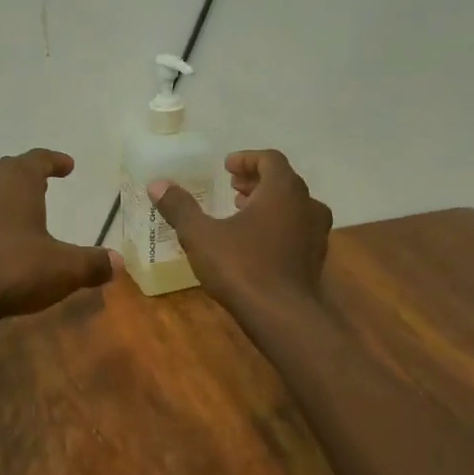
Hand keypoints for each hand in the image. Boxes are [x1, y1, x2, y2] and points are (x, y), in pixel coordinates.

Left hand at [0, 149, 115, 329]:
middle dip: (28, 176)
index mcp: (16, 178)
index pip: (39, 159)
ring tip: (20, 210)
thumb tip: (118, 263)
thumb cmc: (12, 268)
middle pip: (10, 170)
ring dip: (3, 196)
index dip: (55, 162)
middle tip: (45, 185)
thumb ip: (92, 263)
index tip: (68, 166)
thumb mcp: (63, 268)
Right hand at [149, 150, 332, 318]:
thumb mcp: (200, 235)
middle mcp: (306, 204)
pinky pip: (297, 229)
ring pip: (293, 206)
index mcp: (282, 190)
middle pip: (283, 181)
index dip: (247, 158)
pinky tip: (255, 243)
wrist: (283, 316)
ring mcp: (316, 232)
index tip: (226, 166)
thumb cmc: (241, 267)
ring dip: (268, 203)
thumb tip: (157, 184)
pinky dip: (278, 225)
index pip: (270, 159)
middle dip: (256, 181)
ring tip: (241, 212)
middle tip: (232, 188)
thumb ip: (180, 207)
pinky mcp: (315, 258)